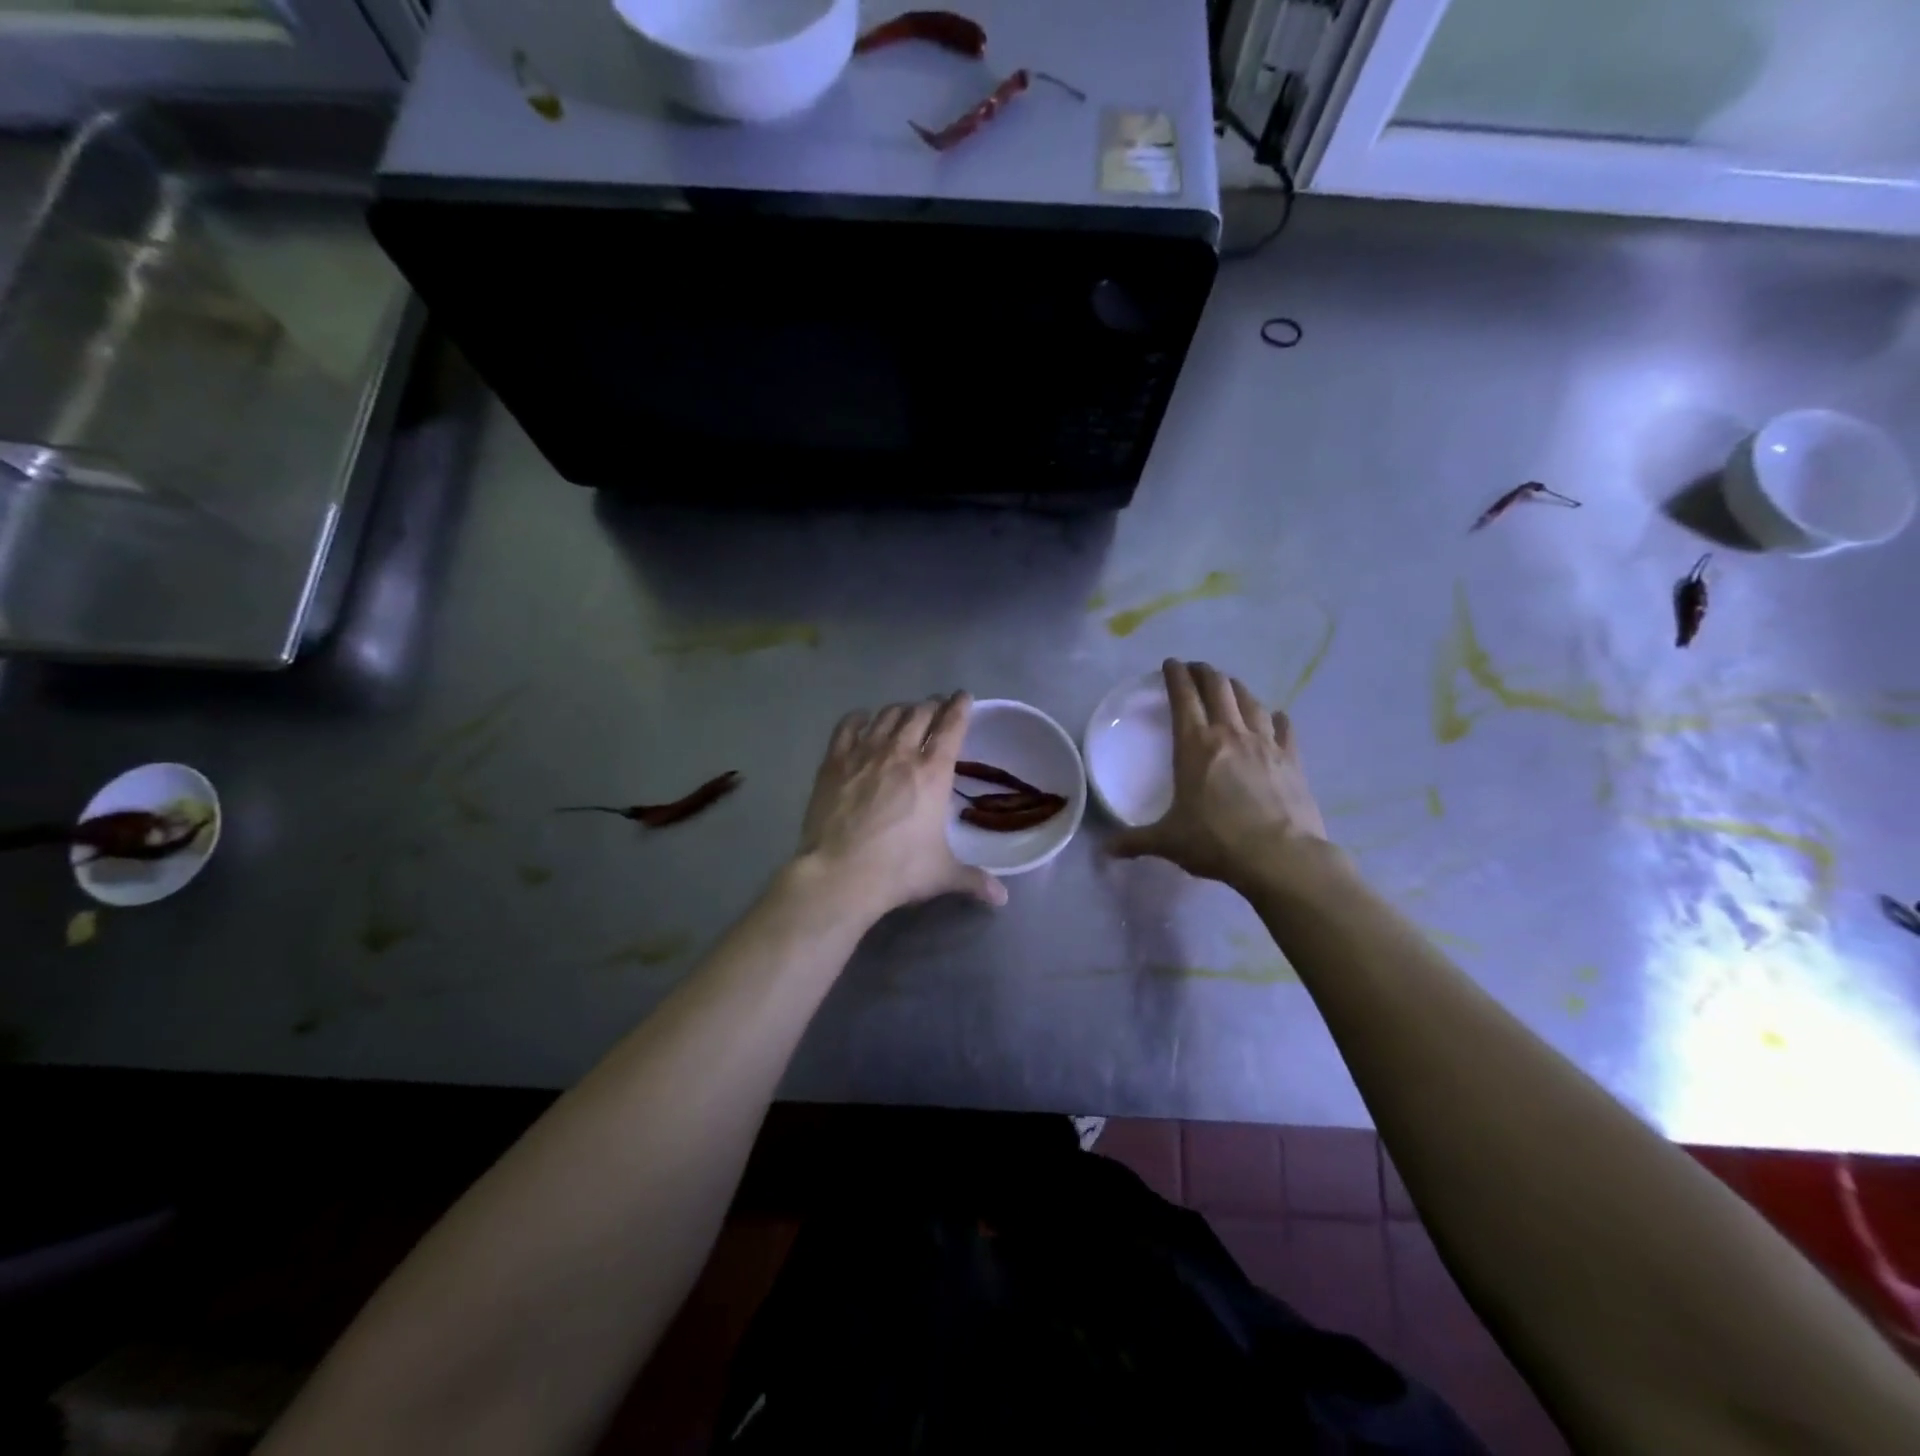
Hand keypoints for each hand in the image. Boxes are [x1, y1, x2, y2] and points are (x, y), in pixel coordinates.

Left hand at [795, 692, 1007, 919]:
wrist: (841, 874)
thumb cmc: (898, 870)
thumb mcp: (942, 874)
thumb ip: (973, 879)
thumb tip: (1002, 898)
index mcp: (933, 773)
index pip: (951, 726)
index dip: (960, 706)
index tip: (963, 697)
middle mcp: (901, 753)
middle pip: (919, 713)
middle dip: (931, 706)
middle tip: (935, 708)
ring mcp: (865, 753)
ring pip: (886, 715)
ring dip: (900, 710)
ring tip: (904, 713)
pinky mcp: (834, 762)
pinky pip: (848, 726)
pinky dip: (859, 718)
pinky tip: (863, 719)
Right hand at [1111, 660, 1329, 889]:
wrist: (1281, 857)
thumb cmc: (1216, 842)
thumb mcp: (1168, 842)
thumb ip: (1135, 841)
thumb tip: (1105, 851)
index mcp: (1194, 745)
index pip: (1183, 697)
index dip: (1175, 676)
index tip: (1171, 663)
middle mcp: (1230, 734)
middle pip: (1218, 688)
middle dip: (1205, 672)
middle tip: (1196, 669)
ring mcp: (1265, 744)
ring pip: (1250, 701)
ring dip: (1236, 688)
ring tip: (1229, 686)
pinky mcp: (1292, 759)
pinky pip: (1284, 728)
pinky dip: (1275, 717)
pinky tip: (1275, 716)